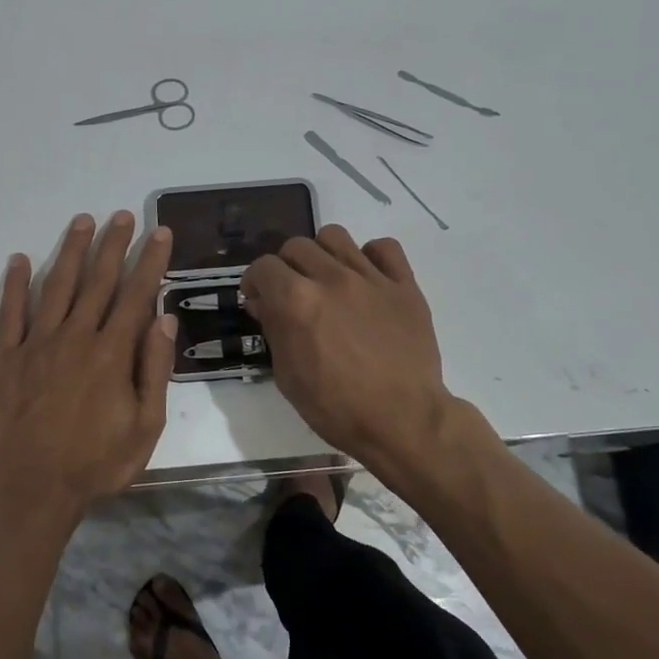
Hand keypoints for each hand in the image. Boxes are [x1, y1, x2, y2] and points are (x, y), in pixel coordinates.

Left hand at [0, 211, 177, 519]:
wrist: (33, 490)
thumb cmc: (97, 463)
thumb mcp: (145, 426)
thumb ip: (154, 370)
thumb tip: (164, 320)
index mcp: (112, 353)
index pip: (136, 295)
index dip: (150, 261)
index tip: (160, 233)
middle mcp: (76, 337)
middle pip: (98, 281)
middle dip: (114, 245)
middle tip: (123, 215)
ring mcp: (38, 344)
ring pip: (58, 286)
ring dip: (72, 251)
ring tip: (83, 221)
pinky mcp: (7, 358)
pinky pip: (11, 313)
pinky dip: (16, 284)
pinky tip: (22, 259)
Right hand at [241, 225, 452, 470]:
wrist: (403, 421)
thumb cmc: (337, 408)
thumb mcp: (288, 376)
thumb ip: (274, 330)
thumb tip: (264, 303)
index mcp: (297, 301)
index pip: (263, 267)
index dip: (255, 282)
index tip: (259, 299)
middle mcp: (331, 278)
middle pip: (296, 246)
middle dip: (286, 267)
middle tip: (292, 293)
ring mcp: (371, 278)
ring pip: (335, 236)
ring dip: (322, 254)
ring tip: (327, 279)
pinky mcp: (404, 285)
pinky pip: (385, 247)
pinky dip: (371, 256)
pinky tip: (367, 278)